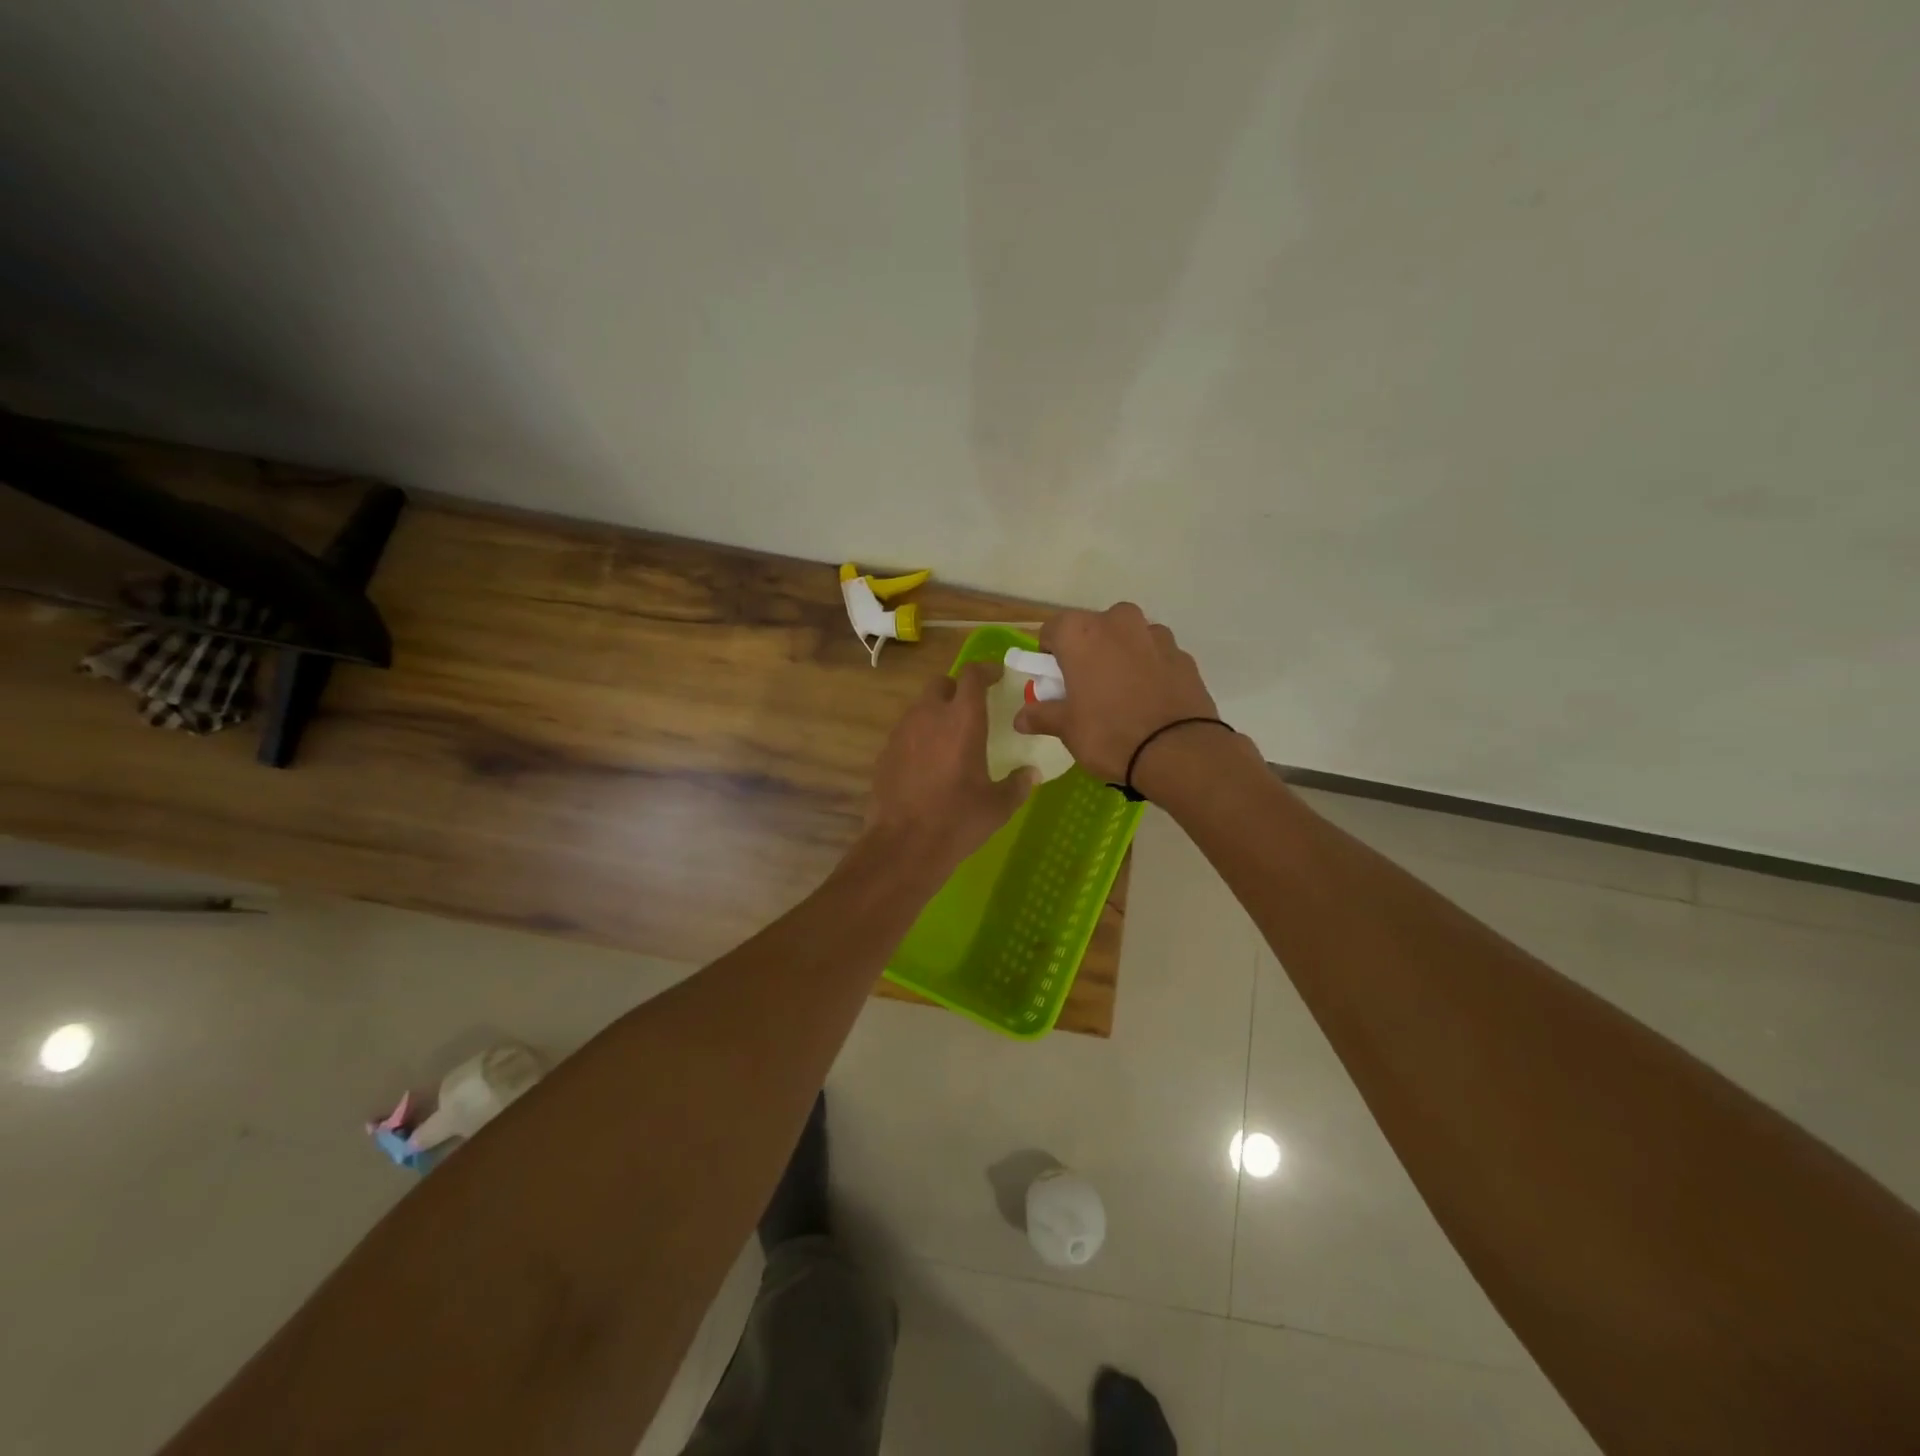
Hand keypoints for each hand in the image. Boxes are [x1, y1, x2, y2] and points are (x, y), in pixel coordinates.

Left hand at [867, 662, 1037, 871]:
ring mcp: (902, 733)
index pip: (972, 675)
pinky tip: (928, 763)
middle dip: (957, 689)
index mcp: (962, 720)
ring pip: (920, 707)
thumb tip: (1031, 773)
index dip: (986, 670)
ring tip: (950, 738)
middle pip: (941, 684)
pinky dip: (919, 737)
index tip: (997, 676)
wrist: (903, 845)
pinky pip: (905, 733)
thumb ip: (1018, 784)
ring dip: (936, 713)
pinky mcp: (885, 753)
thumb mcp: (998, 806)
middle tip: (972, 708)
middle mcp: (929, 716)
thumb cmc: (958, 820)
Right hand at [1015, 604, 1226, 784]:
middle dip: (1087, 652)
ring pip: (1128, 639)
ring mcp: (1156, 635)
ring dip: (1120, 657)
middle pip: (1093, 629)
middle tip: (1086, 689)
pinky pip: (1156, 656)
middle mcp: (1118, 622)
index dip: (1049, 654)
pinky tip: (1148, 701)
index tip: (1054, 681)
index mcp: (1081, 632)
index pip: (1052, 629)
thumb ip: (1042, 715)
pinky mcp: (1183, 655)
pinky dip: (1149, 670)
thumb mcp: (1067, 728)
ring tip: (1122, 696)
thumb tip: (1020, 718)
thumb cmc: (1109, 733)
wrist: (1178, 751)